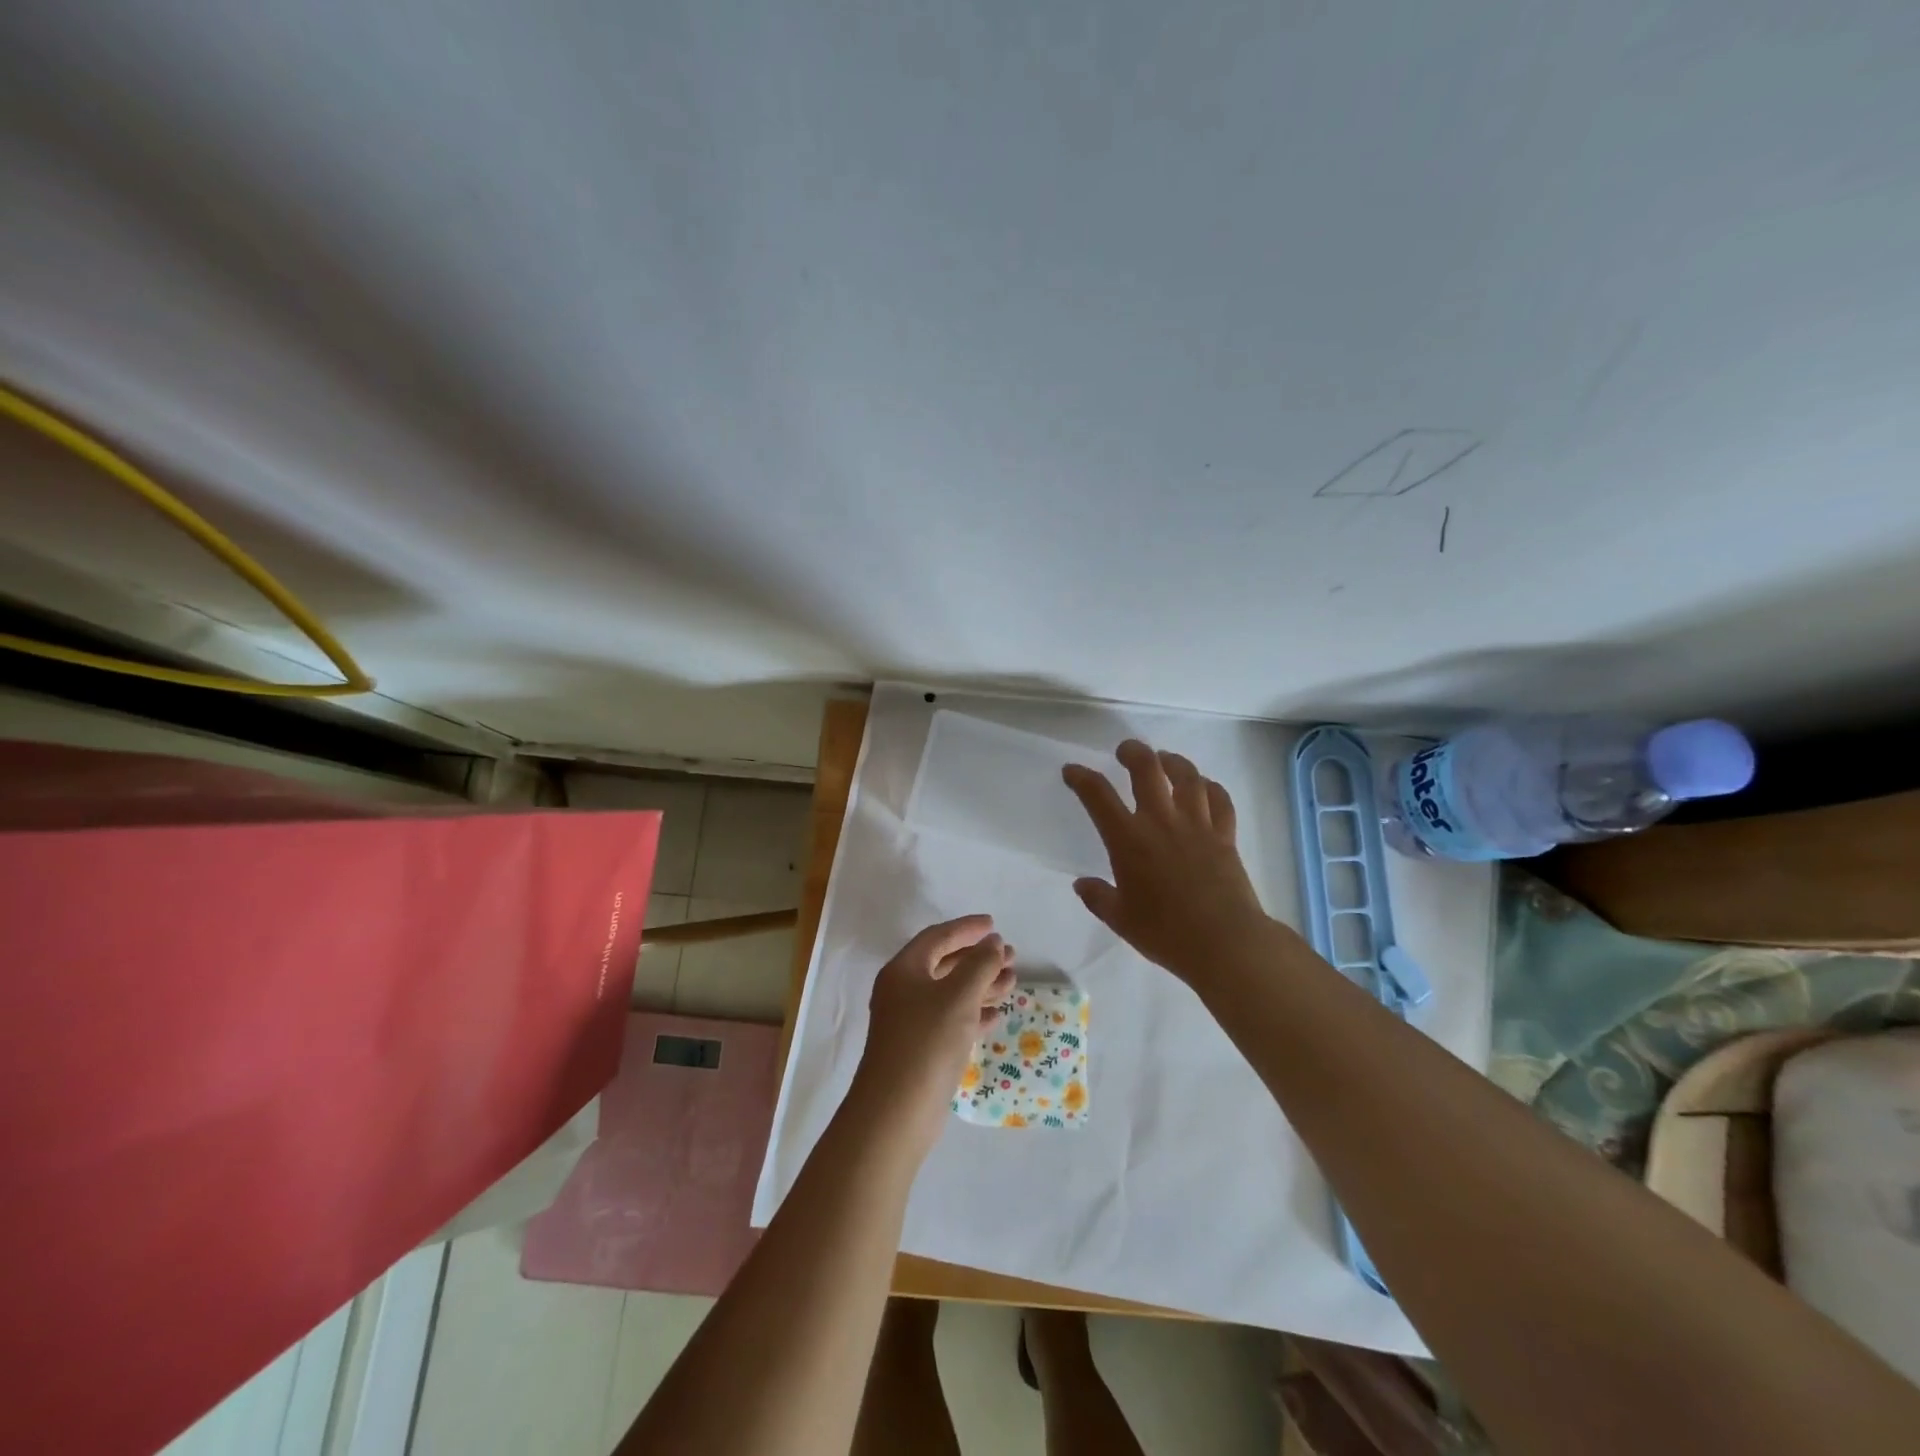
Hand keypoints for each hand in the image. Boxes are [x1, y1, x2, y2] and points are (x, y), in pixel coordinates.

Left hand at [852, 916, 1016, 1156]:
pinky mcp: (920, 1048)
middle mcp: (903, 990)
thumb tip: (993, 942)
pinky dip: (973, 1012)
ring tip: (1013, 980)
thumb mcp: (959, 997)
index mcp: (904, 970)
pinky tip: (996, 1014)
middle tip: (1010, 954)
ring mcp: (910, 1021)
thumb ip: (980, 965)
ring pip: (950, 992)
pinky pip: (950, 1019)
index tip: (994, 925)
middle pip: (945, 963)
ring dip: (980, 984)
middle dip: (978, 958)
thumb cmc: (927, 1042)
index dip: (967, 929)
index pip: (938, 937)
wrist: (896, 1112)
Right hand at [1063, 739, 1269, 983]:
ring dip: (1173, 761)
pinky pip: (1220, 800)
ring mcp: (1197, 825)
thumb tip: (1082, 884)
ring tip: (1165, 760)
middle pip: (1147, 768)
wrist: (1224, 942)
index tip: (1072, 771)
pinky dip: (1211, 787)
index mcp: (1128, 839)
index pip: (1098, 795)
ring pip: (1187, 776)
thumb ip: (1098, 898)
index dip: (1081, 778)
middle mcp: (1161, 821)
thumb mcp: (1121, 919)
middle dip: (1132, 752)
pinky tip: (1205, 787)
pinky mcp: (1225, 835)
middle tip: (1125, 751)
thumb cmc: (1165, 933)